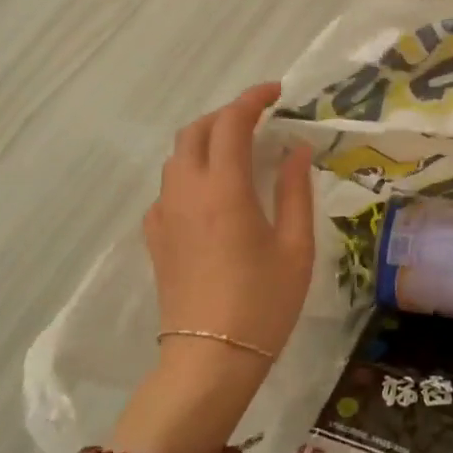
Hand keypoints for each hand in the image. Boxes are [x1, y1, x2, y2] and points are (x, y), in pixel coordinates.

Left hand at [143, 83, 315, 360]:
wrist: (209, 360)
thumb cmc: (263, 302)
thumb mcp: (295, 246)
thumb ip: (295, 190)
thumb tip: (297, 149)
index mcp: (224, 189)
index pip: (231, 123)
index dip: (252, 99)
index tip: (276, 92)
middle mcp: (186, 191)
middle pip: (195, 130)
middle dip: (226, 114)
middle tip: (259, 119)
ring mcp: (164, 214)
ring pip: (177, 157)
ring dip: (206, 140)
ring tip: (240, 151)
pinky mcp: (155, 236)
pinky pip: (169, 186)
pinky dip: (192, 171)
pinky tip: (215, 193)